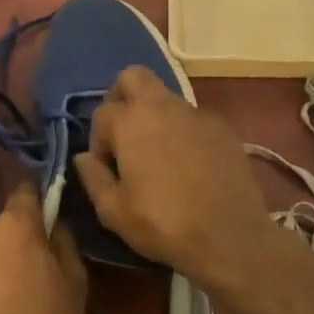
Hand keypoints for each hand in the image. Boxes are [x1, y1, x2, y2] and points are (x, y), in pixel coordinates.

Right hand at [72, 66, 275, 290]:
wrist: (230, 237)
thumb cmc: (162, 224)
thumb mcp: (113, 211)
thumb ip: (92, 177)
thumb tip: (83, 157)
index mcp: (131, 122)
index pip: (102, 112)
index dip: (98, 140)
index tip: (106, 167)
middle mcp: (163, 107)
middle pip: (133, 76)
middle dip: (121, 96)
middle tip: (124, 134)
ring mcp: (197, 114)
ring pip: (166, 98)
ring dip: (154, 116)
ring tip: (158, 156)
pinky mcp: (223, 129)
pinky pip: (193, 119)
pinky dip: (182, 132)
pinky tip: (188, 165)